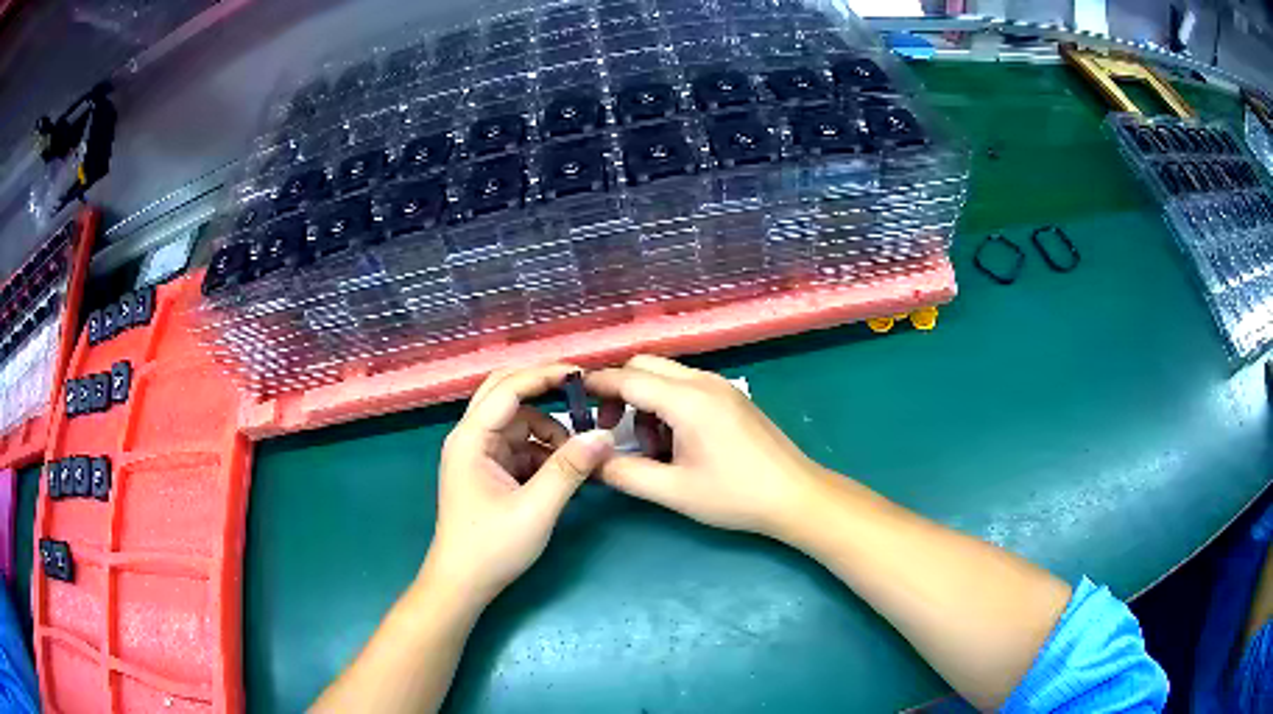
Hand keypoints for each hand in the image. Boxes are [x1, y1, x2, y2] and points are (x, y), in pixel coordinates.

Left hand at [425, 364, 613, 604]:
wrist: (463, 584)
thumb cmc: (492, 547)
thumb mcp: (537, 509)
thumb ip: (570, 468)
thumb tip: (604, 436)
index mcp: (471, 439)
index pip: (508, 388)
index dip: (545, 375)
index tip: (582, 374)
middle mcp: (471, 438)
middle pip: (507, 394)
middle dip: (544, 392)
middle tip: (583, 396)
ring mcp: (479, 454)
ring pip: (519, 422)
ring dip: (550, 431)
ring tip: (581, 456)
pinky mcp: (490, 471)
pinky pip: (521, 447)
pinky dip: (545, 453)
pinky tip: (566, 474)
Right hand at [586, 355, 824, 539]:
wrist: (795, 496)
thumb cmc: (734, 495)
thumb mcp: (673, 490)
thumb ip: (624, 473)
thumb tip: (589, 462)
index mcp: (687, 400)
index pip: (628, 378)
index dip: (595, 386)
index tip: (571, 400)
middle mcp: (704, 382)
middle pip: (646, 366)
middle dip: (619, 391)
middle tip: (609, 429)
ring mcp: (722, 387)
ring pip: (666, 376)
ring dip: (645, 401)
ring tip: (649, 447)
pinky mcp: (732, 397)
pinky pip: (687, 387)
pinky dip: (668, 405)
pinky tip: (675, 443)